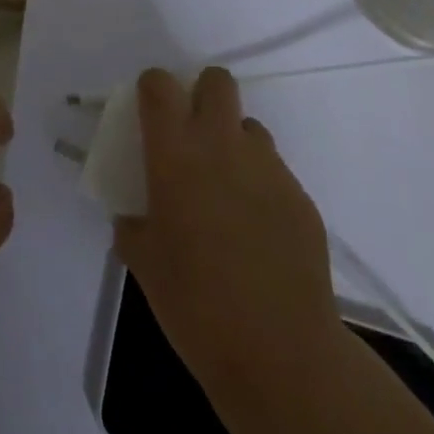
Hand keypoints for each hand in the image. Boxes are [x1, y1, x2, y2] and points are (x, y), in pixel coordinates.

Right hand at [115, 67, 341, 402]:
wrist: (280, 352)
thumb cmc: (195, 304)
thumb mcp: (143, 262)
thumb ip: (132, 225)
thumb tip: (134, 216)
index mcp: (175, 152)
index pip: (160, 84)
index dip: (152, 88)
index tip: (149, 112)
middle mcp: (222, 145)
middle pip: (216, 81)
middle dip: (202, 95)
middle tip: (191, 136)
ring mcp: (268, 167)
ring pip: (249, 127)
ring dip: (233, 144)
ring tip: (226, 192)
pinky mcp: (300, 197)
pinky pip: (274, 172)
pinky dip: (259, 187)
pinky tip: (256, 233)